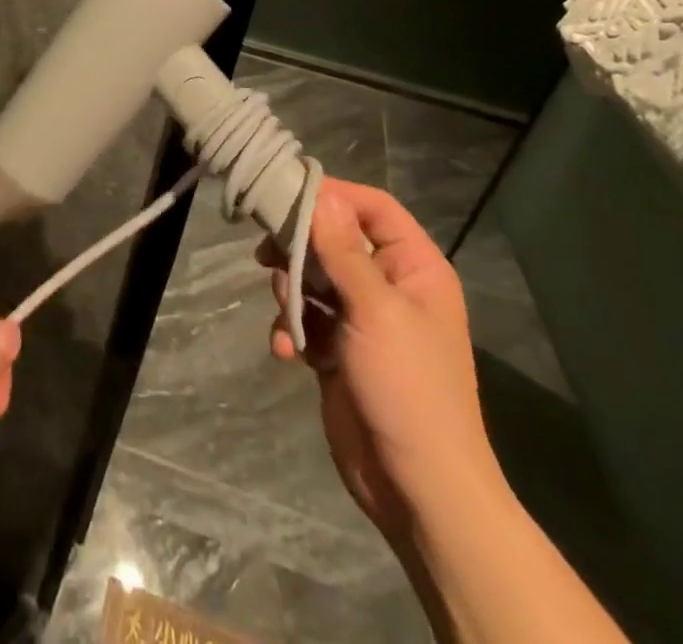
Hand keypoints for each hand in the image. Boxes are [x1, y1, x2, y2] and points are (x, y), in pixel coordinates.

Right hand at [258, 180, 499, 539]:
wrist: (417, 489)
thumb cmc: (407, 388)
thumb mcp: (374, 310)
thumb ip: (342, 249)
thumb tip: (320, 193)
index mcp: (414, 268)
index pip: (373, 207)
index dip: (333, 195)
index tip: (286, 194)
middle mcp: (389, 286)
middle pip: (333, 240)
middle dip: (299, 249)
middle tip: (265, 254)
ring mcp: (362, 319)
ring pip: (312, 279)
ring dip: (290, 295)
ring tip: (289, 318)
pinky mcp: (339, 350)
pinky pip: (305, 319)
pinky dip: (292, 330)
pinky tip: (288, 352)